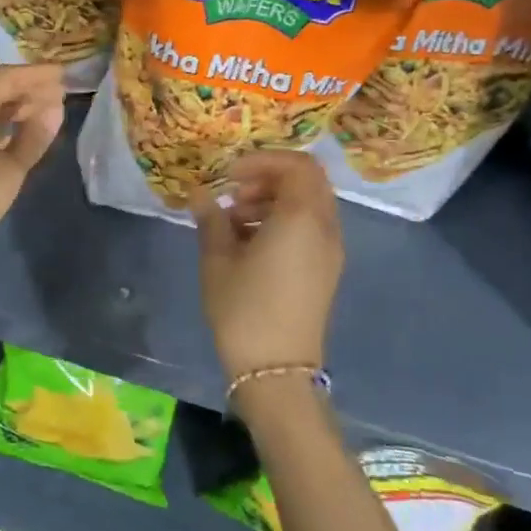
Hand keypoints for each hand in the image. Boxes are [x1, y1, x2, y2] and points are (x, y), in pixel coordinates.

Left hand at [0, 65, 66, 280]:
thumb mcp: (10, 169)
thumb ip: (33, 137)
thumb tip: (53, 108)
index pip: (6, 77)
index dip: (35, 73)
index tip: (63, 74)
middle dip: (26, 89)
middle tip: (59, 95)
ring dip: (14, 108)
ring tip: (44, 115)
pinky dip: (1, 126)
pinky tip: (16, 138)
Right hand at [189, 150, 343, 383]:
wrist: (276, 369)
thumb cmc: (243, 308)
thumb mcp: (217, 259)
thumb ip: (211, 219)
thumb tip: (200, 194)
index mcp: (301, 218)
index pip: (298, 165)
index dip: (263, 160)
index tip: (230, 174)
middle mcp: (325, 229)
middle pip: (307, 182)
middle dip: (268, 179)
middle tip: (233, 193)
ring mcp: (330, 252)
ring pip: (309, 206)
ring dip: (273, 201)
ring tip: (234, 220)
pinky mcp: (325, 271)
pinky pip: (309, 229)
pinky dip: (282, 222)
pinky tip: (249, 243)